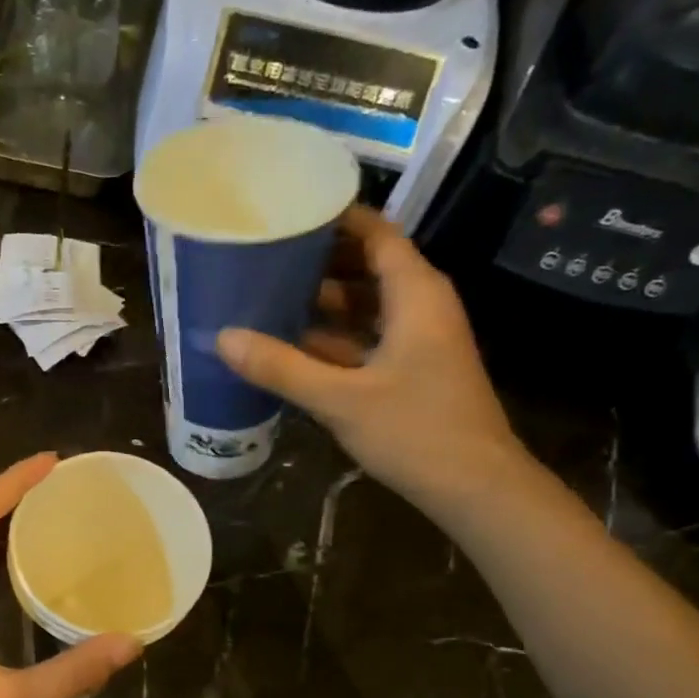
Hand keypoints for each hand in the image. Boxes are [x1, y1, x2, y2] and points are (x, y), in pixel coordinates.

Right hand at [216, 206, 529, 515]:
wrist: (475, 488)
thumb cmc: (415, 431)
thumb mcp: (340, 399)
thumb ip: (281, 367)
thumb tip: (223, 338)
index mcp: (415, 294)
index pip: (375, 233)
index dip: (335, 218)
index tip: (287, 210)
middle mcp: (420, 306)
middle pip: (367, 266)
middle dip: (318, 260)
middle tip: (263, 255)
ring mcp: (417, 340)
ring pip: (365, 305)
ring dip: (322, 302)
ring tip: (266, 295)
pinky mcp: (410, 370)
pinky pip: (366, 337)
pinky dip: (333, 337)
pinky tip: (290, 344)